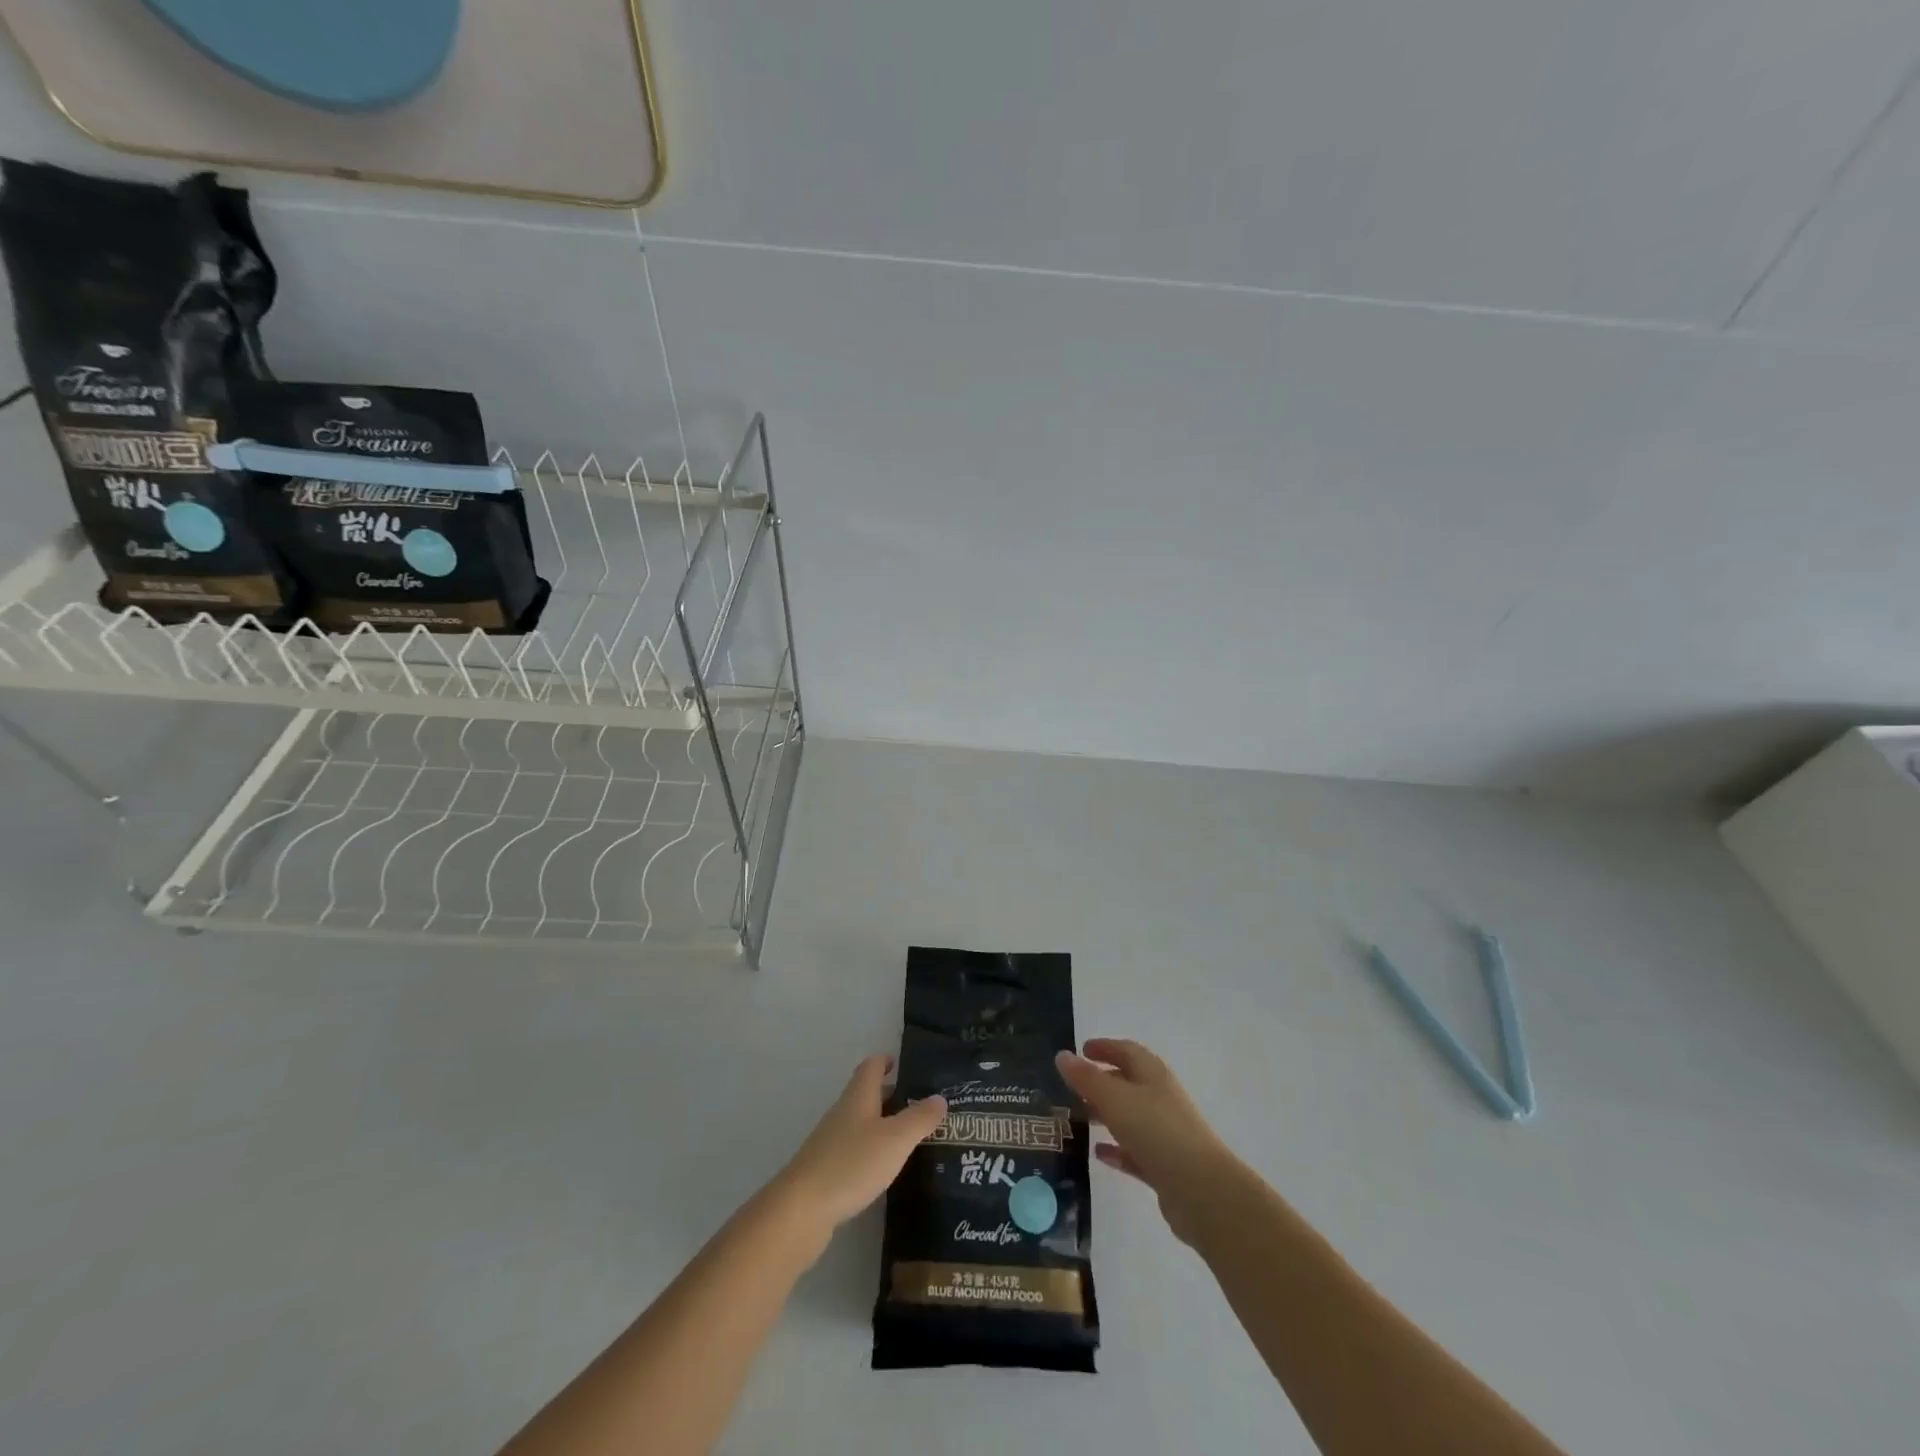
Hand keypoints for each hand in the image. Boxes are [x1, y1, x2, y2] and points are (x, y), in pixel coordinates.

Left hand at [770, 1056, 947, 1240]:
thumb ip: (919, 1118)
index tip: (904, 1064)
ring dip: (883, 1125)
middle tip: (920, 1105)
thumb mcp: (895, 1140)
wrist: (801, 1210)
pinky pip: (854, 1150)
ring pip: (861, 1123)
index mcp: (858, 1097)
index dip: (886, 1061)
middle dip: (891, 1096)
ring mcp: (830, 1142)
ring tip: (910, 1138)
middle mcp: (843, 1113)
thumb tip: (940, 1097)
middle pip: (867, 1094)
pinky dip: (871, 1151)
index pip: (871, 1066)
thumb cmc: (852, 1164)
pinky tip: (885, 1170)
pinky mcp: (825, 1170)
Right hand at [1057, 1038, 1238, 1245]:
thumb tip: (1062, 1055)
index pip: (1126, 1051)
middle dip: (1101, 1082)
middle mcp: (1160, 1098)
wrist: (1201, 1191)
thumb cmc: (1156, 1131)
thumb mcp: (1114, 1098)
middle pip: (1128, 1083)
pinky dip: (1117, 1149)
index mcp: (1152, 1074)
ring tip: (1079, 1119)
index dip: (1104, 1047)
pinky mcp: (1165, 1166)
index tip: (1080, 1049)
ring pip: (1130, 1117)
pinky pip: (1135, 1151)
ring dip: (1106, 1115)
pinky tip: (1099, 1155)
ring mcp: (1165, 1133)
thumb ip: (1086, 1078)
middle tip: (1072, 1088)